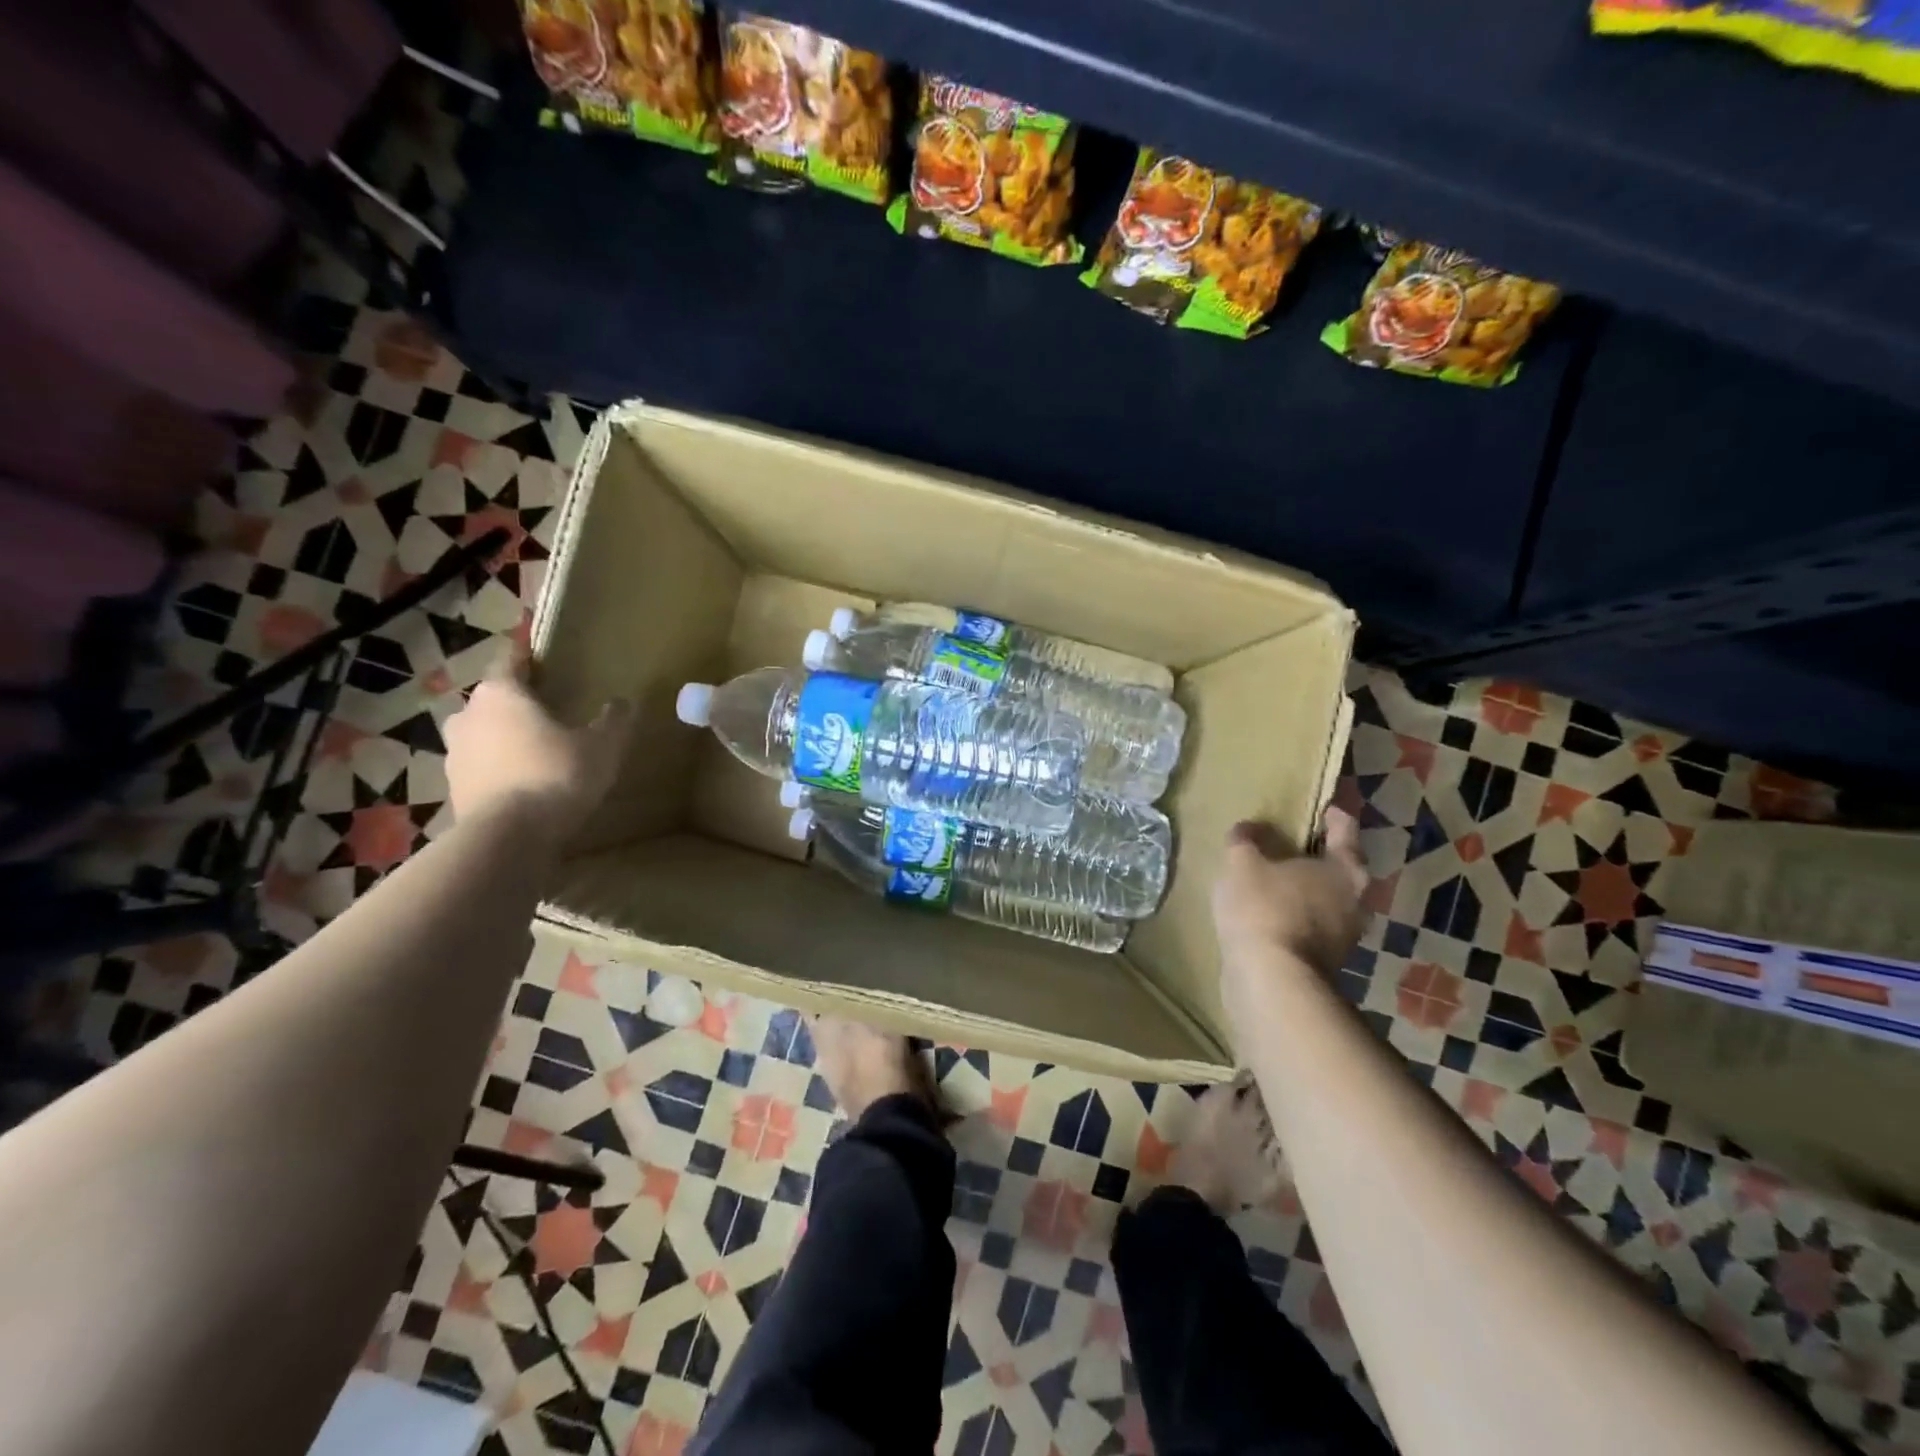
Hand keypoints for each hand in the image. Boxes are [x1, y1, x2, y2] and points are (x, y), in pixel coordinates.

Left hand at [443, 643, 630, 834]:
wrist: (508, 837)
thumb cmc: (555, 775)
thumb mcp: (602, 746)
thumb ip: (613, 720)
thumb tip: (622, 702)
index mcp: (502, 693)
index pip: (511, 660)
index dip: (527, 656)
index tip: (541, 654)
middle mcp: (469, 715)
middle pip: (494, 698)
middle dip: (518, 702)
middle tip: (548, 708)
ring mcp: (455, 754)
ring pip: (483, 734)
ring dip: (505, 737)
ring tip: (536, 749)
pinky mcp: (454, 789)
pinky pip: (482, 768)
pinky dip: (499, 769)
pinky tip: (524, 782)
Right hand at [1211, 808, 1368, 981]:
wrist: (1271, 981)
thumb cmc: (1265, 909)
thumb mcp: (1243, 863)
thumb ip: (1246, 841)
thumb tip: (1248, 828)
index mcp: (1346, 869)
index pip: (1345, 829)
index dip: (1331, 813)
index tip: (1318, 806)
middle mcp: (1357, 900)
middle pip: (1340, 867)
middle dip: (1317, 855)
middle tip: (1288, 843)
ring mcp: (1345, 936)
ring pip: (1327, 900)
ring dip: (1305, 889)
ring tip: (1273, 880)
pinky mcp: (1325, 963)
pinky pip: (1311, 927)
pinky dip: (1295, 916)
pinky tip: (1268, 914)